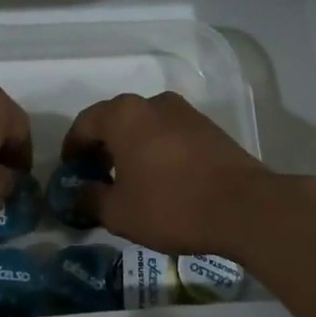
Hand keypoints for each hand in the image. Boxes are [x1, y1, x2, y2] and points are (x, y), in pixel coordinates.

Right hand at [61, 92, 271, 254]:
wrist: (244, 208)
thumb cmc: (171, 206)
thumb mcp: (119, 212)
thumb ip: (90, 199)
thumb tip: (78, 194)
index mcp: (124, 115)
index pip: (85, 123)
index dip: (73, 148)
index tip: (71, 172)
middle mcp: (152, 103)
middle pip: (115, 121)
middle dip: (102, 147)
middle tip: (98, 176)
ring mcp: (185, 112)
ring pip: (145, 126)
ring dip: (132, 147)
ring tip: (130, 180)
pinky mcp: (209, 127)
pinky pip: (170, 134)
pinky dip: (158, 150)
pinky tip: (162, 179)